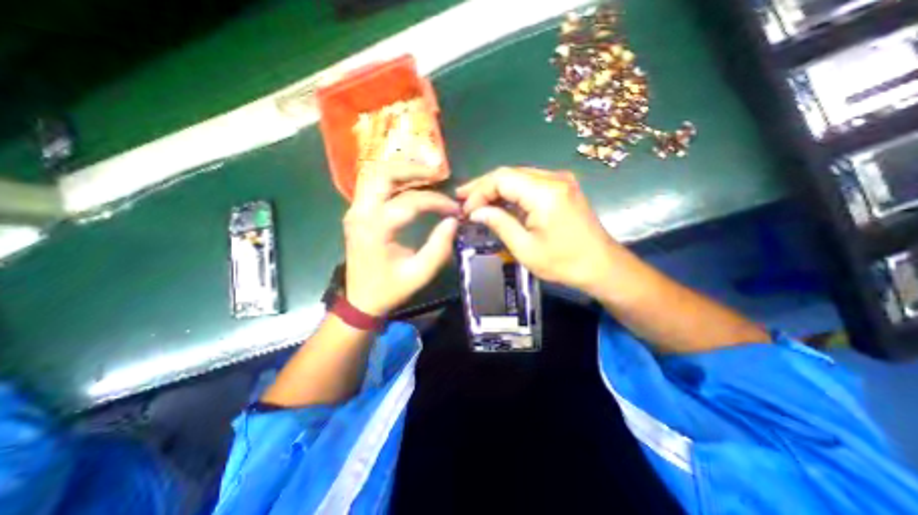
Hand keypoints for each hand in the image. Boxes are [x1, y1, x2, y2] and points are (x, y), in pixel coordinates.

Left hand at [344, 170, 459, 317]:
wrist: (360, 301)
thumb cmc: (389, 289)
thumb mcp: (419, 274)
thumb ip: (439, 247)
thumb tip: (453, 221)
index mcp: (375, 229)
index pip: (410, 201)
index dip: (436, 201)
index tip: (454, 209)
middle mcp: (360, 213)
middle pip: (383, 173)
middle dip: (413, 170)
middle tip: (438, 175)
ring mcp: (355, 211)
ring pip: (376, 175)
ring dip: (402, 172)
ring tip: (427, 177)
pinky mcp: (357, 214)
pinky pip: (374, 186)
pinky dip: (394, 182)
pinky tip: (412, 187)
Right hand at [459, 166, 623, 298]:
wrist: (602, 266)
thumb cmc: (564, 262)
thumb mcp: (525, 248)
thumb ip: (499, 224)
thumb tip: (476, 212)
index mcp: (545, 193)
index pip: (502, 179)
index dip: (479, 191)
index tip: (466, 210)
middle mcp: (554, 178)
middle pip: (509, 173)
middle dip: (483, 186)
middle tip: (462, 198)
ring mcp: (561, 181)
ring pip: (518, 176)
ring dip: (496, 188)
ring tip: (474, 200)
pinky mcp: (563, 188)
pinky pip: (530, 183)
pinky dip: (511, 192)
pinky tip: (498, 202)